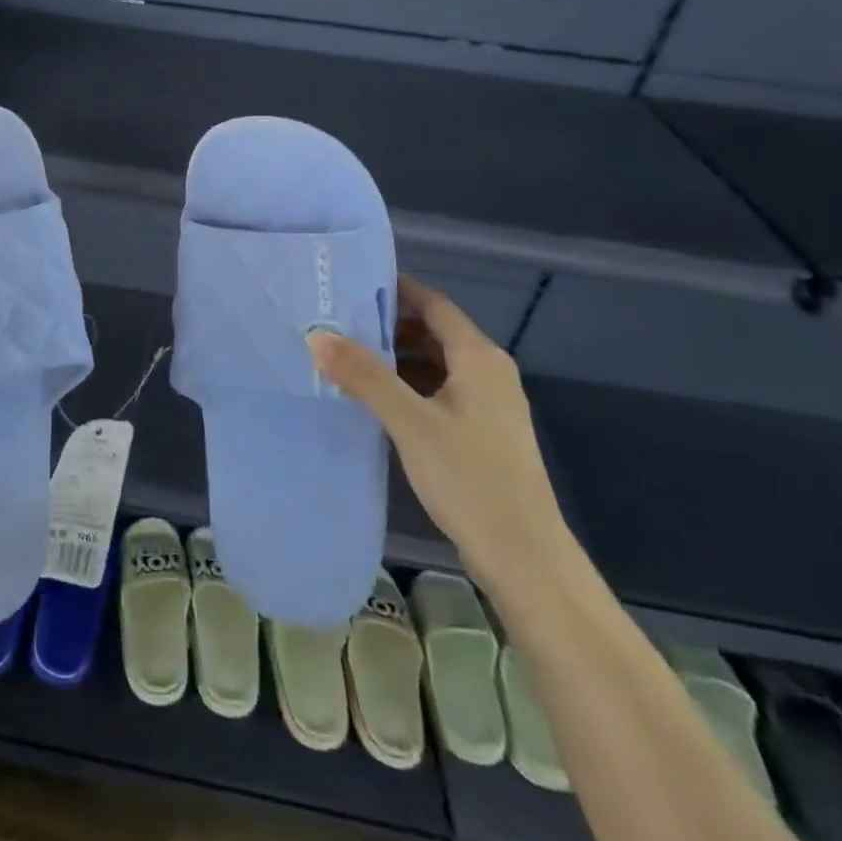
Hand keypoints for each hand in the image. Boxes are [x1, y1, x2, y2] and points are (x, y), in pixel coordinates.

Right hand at [308, 276, 571, 593]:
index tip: (353, 282)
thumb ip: (365, 376)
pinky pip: (438, 391)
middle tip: (339, 319)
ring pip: (436, 364)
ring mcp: (488, 405)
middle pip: (435, 332)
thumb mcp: (410, 422)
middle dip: (389, 323)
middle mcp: (488, 373)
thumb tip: (317, 335)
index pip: (434, 305)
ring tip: (347, 355)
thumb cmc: (470, 479)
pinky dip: (408, 384)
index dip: (397, 289)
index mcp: (479, 358)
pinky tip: (376, 398)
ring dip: (396, 356)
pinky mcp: (481, 433)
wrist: (524, 558)